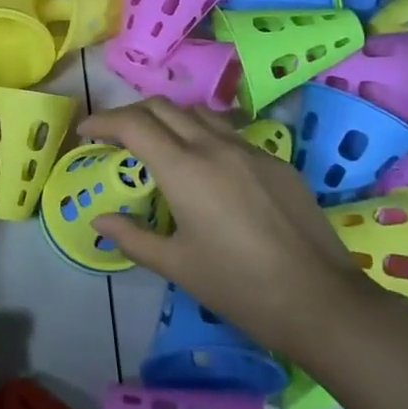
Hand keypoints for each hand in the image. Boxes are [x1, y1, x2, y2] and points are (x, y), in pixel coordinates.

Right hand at [79, 98, 378, 362]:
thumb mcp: (176, 266)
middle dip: (131, 113)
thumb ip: (132, 237)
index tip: (86, 131)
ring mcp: (250, 150)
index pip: (132, 124)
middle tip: (115, 135)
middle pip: (162, 107)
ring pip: (198, 113)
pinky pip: (229, 132)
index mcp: (183, 168)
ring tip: (158, 143)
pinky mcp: (276, 162)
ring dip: (168, 118)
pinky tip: (206, 166)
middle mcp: (214, 146)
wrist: (321, 302)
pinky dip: (202, 134)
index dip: (102, 120)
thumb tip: (99, 221)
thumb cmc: (239, 286)